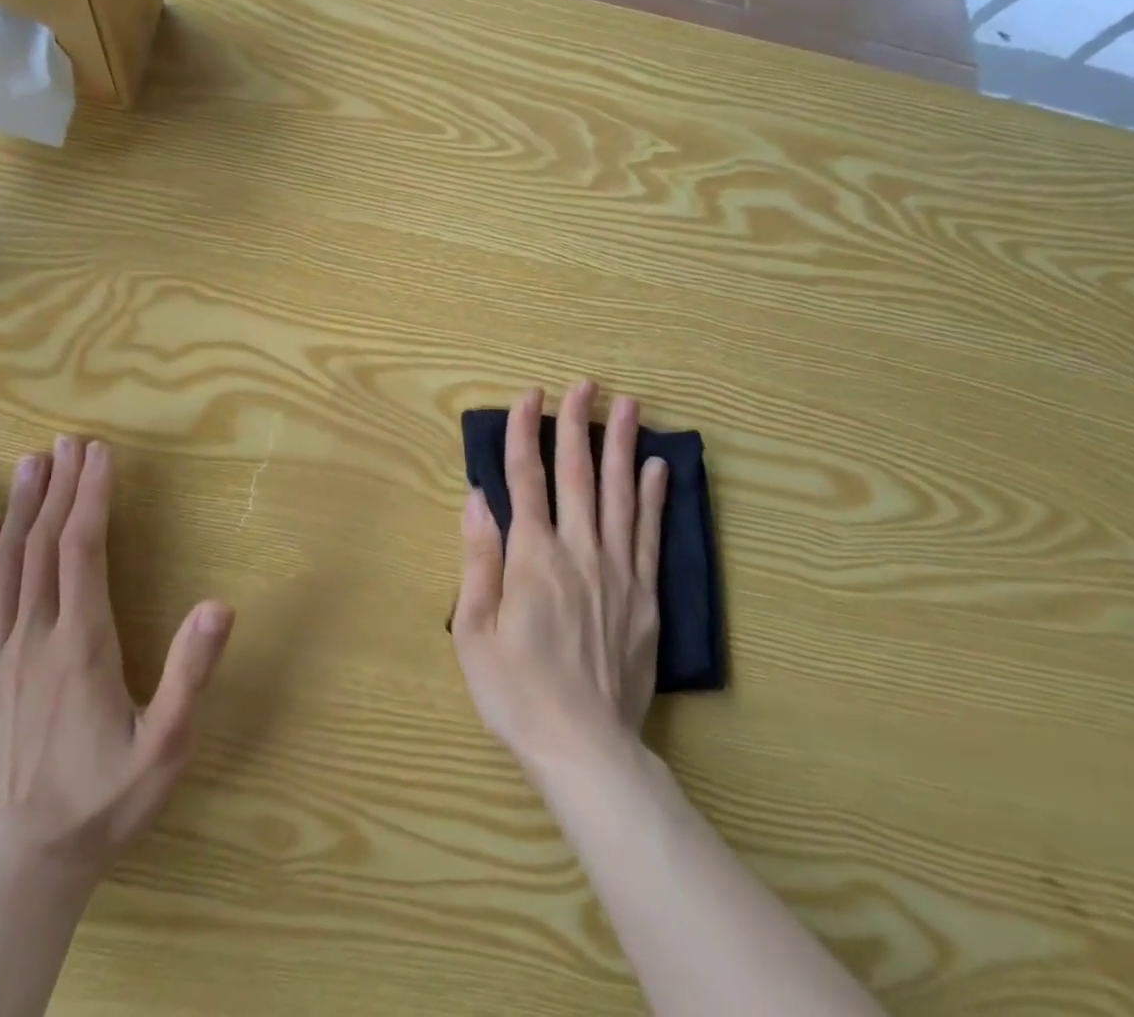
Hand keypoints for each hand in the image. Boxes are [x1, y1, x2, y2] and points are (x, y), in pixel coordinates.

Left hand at [0, 437, 234, 884]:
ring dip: (21, 509)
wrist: (16, 876)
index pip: (84, 550)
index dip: (92, 496)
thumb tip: (220, 604)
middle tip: (68, 442)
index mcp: (81, 645)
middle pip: (43, 545)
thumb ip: (190, 674)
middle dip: (59, 488)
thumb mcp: (164, 747)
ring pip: (4, 566)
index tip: (100, 453)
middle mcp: (32, 638)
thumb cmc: (101, 804)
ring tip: (32, 465)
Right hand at [452, 382, 667, 772]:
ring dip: (623, 446)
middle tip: (584, 384)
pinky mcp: (646, 595)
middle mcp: (579, 551)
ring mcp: (619, 571)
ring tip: (629, 406)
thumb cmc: (517, 691)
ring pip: (621, 495)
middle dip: (578, 424)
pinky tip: (658, 467)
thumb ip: (478, 560)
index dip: (525, 432)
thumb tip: (477, 498)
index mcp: (533, 558)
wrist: (585, 748)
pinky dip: (654, 497)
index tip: (528, 395)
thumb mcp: (474, 630)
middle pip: (579, 474)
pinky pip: (651, 534)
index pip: (527, 479)